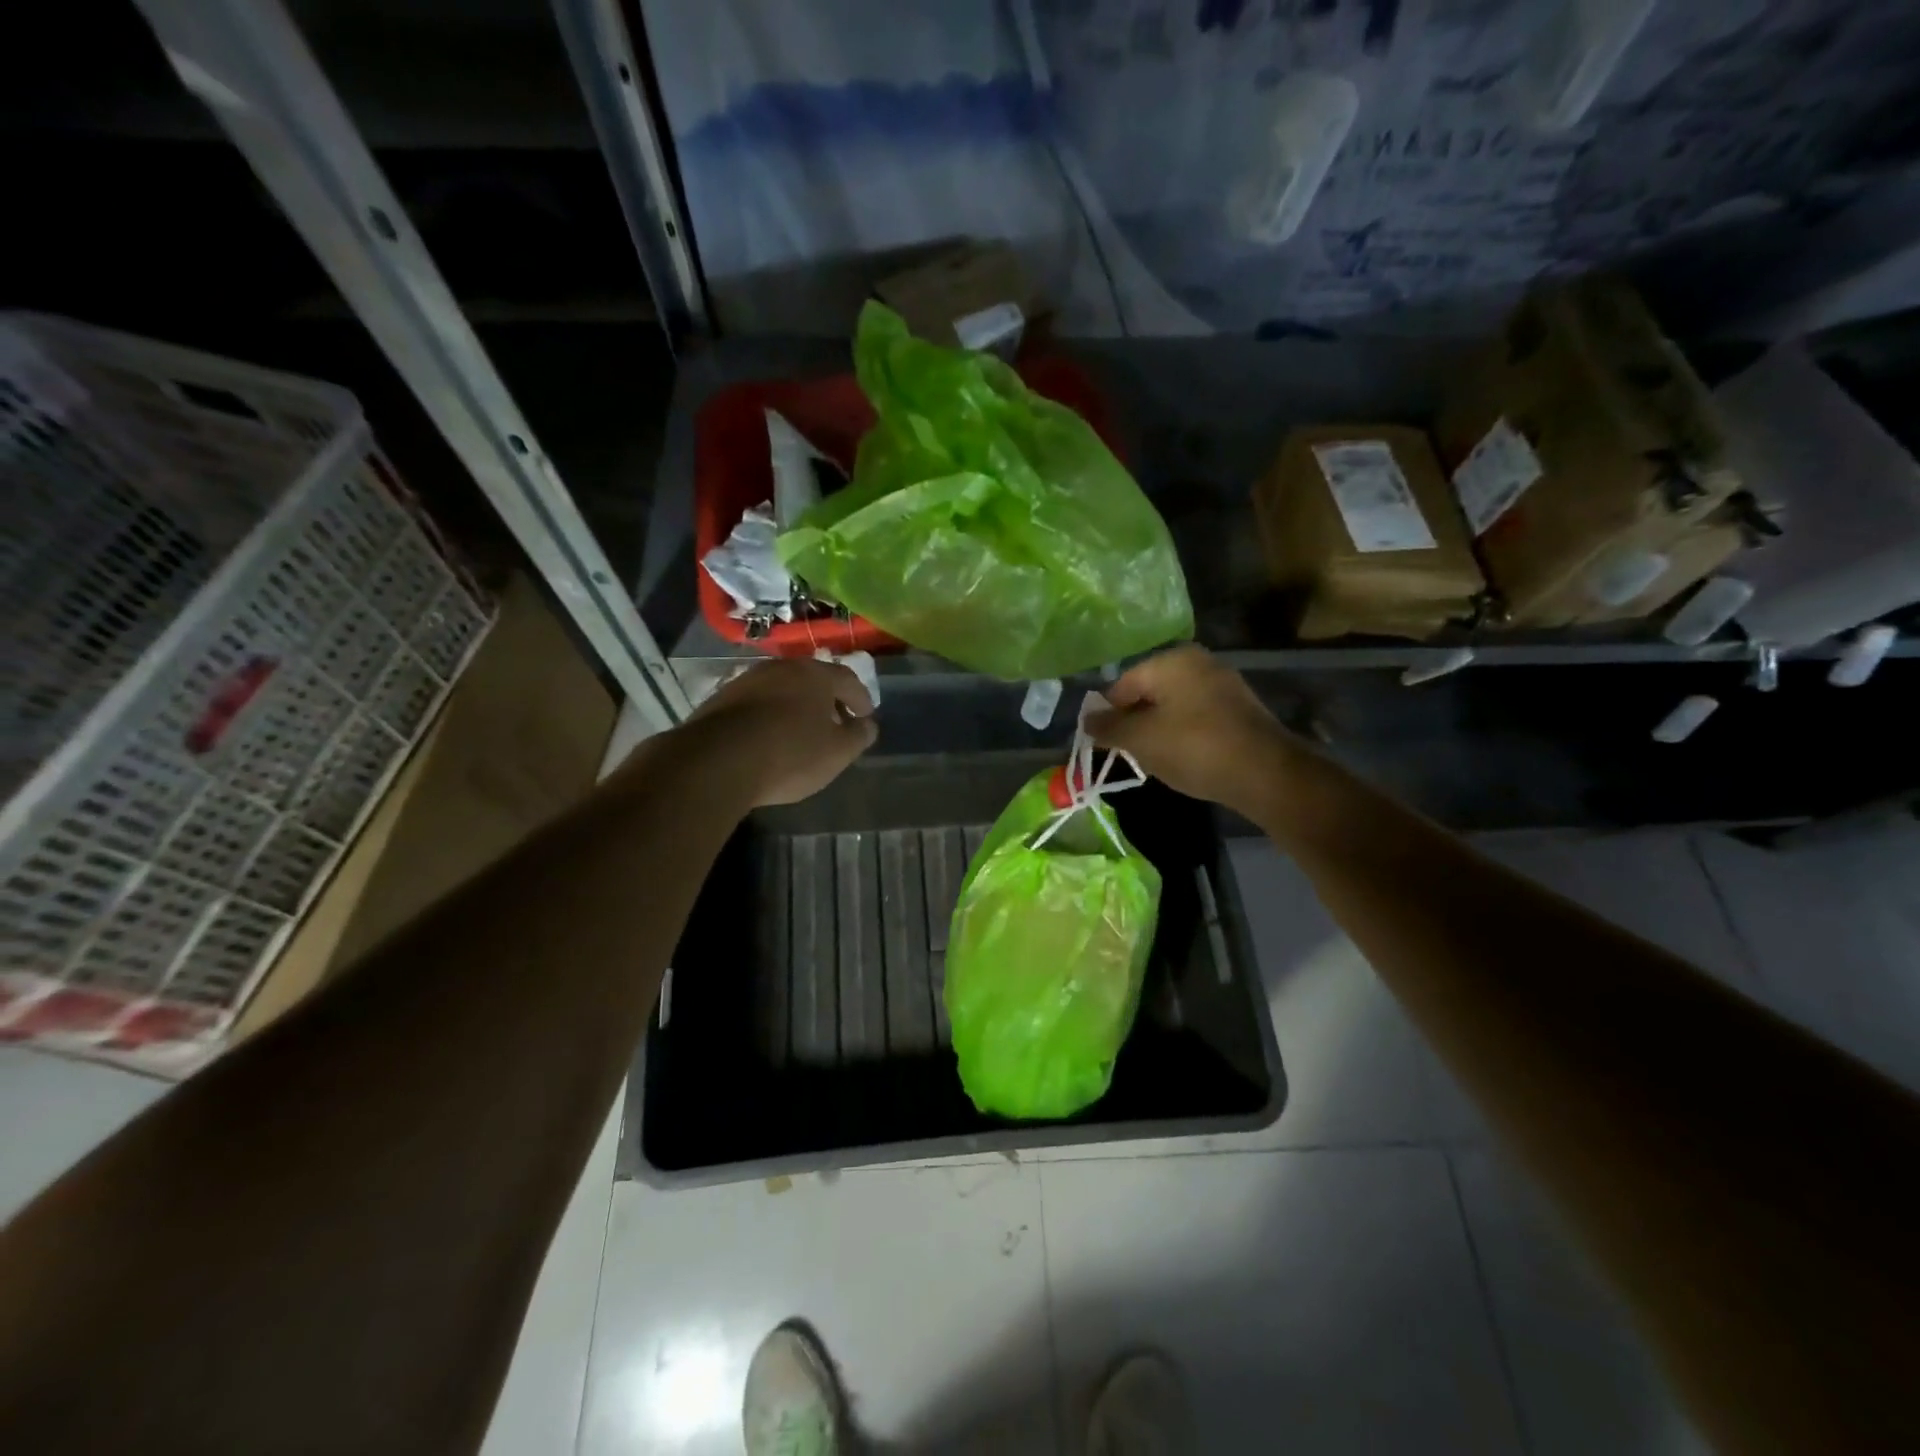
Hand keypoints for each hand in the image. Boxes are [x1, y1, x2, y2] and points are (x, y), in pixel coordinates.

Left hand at [685, 657, 877, 806]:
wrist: (717, 761)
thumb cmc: (790, 754)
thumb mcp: (837, 753)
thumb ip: (858, 736)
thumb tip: (867, 725)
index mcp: (815, 674)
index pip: (848, 680)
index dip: (861, 699)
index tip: (866, 716)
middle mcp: (781, 667)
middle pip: (812, 679)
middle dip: (827, 699)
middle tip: (836, 721)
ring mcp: (747, 680)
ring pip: (782, 688)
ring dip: (796, 705)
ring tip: (802, 730)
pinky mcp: (720, 698)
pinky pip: (756, 703)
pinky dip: (769, 715)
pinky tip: (769, 736)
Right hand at [1086, 646, 1292, 812]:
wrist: (1265, 773)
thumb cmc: (1193, 748)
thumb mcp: (1140, 740)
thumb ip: (1108, 728)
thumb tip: (1087, 720)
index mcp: (1172, 660)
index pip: (1122, 684)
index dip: (1107, 714)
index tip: (1102, 744)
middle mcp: (1198, 663)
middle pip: (1148, 693)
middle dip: (1133, 724)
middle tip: (1127, 754)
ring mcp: (1223, 684)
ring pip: (1172, 707)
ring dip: (1157, 732)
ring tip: (1155, 761)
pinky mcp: (1238, 709)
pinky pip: (1196, 718)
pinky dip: (1183, 736)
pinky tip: (1183, 759)